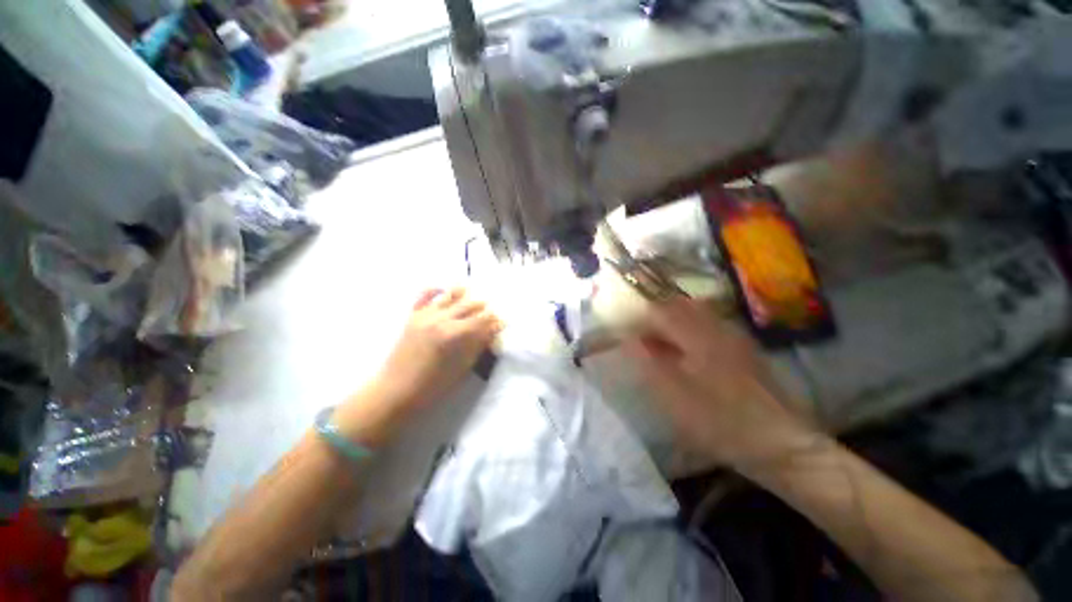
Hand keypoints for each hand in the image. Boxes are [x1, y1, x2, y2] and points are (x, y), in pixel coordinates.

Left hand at [334, 288, 500, 445]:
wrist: (395, 391)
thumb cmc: (432, 386)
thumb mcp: (461, 368)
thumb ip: (477, 346)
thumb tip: (491, 332)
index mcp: (454, 334)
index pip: (482, 320)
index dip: (495, 320)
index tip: (502, 321)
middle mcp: (441, 319)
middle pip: (469, 305)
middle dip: (483, 306)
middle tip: (491, 310)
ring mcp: (424, 315)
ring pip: (449, 296)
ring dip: (464, 294)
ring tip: (472, 292)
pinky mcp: (412, 316)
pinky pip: (423, 295)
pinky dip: (434, 289)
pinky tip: (443, 288)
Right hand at [625, 297, 818, 469]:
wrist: (781, 446)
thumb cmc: (722, 423)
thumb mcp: (675, 398)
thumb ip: (649, 363)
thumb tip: (629, 340)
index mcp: (699, 337)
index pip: (661, 311)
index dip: (639, 317)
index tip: (625, 331)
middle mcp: (718, 328)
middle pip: (680, 305)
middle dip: (655, 314)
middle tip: (639, 334)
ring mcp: (734, 337)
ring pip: (696, 313)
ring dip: (672, 320)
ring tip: (658, 340)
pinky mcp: (743, 349)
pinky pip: (709, 325)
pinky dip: (689, 328)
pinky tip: (685, 349)